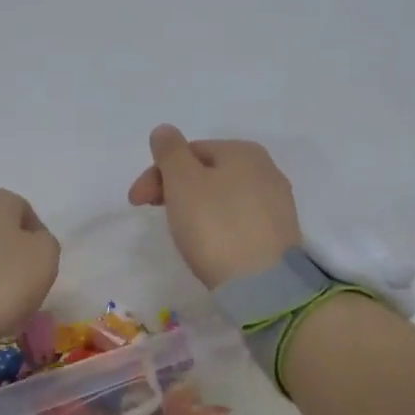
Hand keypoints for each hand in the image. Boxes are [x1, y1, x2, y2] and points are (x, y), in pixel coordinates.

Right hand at [126, 125, 300, 288]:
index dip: (157, 173)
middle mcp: (266, 170)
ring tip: (182, 231)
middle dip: (175, 189)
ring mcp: (277, 203)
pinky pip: (239, 220)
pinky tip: (210, 243)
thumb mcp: (183, 182)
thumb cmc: (216, 226)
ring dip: (196, 207)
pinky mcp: (278, 234)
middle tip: (155, 215)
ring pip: (224, 196)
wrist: (262, 283)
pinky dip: (218, 225)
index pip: (189, 151)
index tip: (136, 202)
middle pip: (208, 172)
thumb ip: (170, 152)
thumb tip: (164, 131)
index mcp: (243, 151)